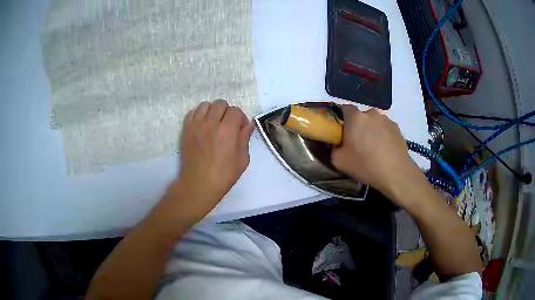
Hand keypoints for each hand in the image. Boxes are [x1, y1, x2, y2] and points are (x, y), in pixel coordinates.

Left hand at [170, 100, 253, 219]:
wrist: (199, 184)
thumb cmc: (224, 175)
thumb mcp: (242, 159)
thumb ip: (245, 138)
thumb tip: (248, 123)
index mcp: (227, 130)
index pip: (236, 110)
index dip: (240, 118)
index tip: (239, 129)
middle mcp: (211, 123)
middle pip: (220, 103)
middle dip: (227, 112)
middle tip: (227, 125)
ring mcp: (196, 125)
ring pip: (205, 105)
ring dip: (212, 112)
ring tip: (213, 124)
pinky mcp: (186, 129)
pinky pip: (192, 112)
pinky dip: (198, 115)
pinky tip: (202, 126)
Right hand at [332, 105, 422, 201]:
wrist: (395, 173)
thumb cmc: (365, 164)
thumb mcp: (339, 161)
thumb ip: (333, 148)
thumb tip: (337, 144)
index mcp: (355, 117)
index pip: (344, 108)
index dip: (341, 118)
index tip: (341, 131)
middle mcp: (371, 113)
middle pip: (361, 116)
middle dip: (358, 126)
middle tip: (357, 143)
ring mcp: (386, 120)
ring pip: (374, 122)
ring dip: (371, 131)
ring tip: (373, 148)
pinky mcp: (397, 128)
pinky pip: (385, 129)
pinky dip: (383, 136)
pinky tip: (384, 150)